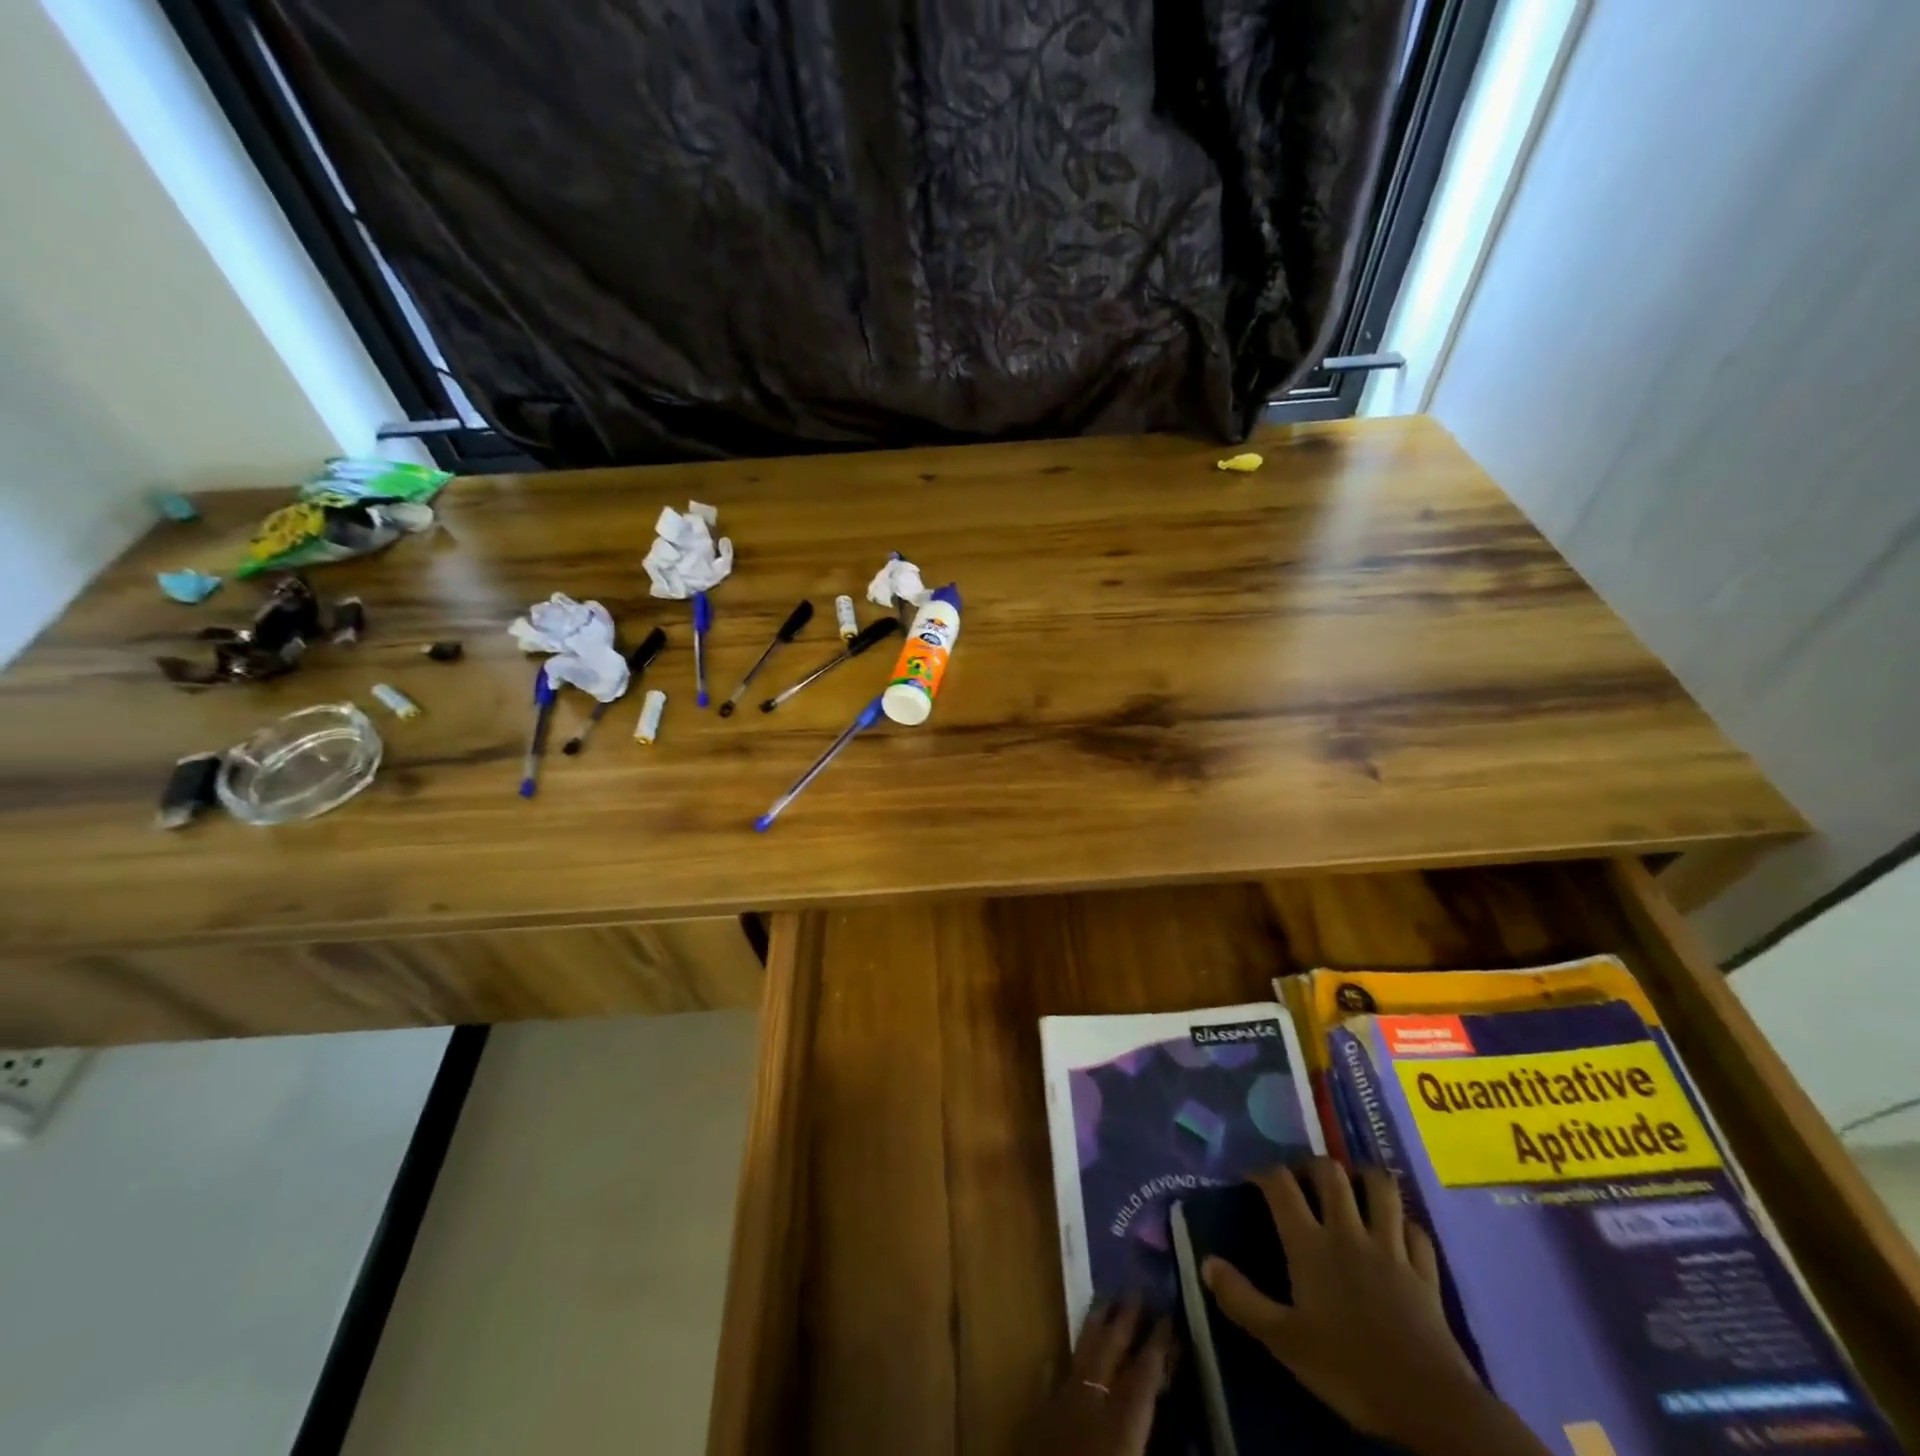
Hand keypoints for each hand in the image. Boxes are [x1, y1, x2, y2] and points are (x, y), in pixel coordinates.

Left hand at [1024, 1299, 1173, 1455]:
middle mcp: (1091, 1405)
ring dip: (1094, 1327)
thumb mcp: (1133, 1451)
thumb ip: (1156, 1442)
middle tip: (1138, 1288)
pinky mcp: (1038, 1423)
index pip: (1145, 1373)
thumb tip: (1190, 1440)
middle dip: (1125, 1319)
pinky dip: (1060, 1365)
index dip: (1159, 1344)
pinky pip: (1052, 1381)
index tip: (1170, 1315)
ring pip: (1080, 1355)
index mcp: (1122, 1425)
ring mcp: (1060, 1408)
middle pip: (1110, 1350)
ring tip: (1105, 1300)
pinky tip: (1058, 1357)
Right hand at [1203, 1160, 1548, 1455]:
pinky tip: (1396, 1231)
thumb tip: (1206, 1262)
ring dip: (1365, 1179)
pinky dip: (1403, 1224)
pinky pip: (1415, 1231)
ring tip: (1353, 1186)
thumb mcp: (1284, 1341)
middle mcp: (1348, 1232)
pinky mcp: (1425, 1271)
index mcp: (1310, 1243)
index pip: (1281, 1186)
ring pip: (1381, 1189)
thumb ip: (1242, 1300)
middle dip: (1314, 1166)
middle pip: (1331, 1173)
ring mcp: (1391, 1248)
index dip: (1263, 1173)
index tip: (1252, 1178)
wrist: (1429, 1404)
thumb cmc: (1348, 1368)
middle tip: (1304, 1179)